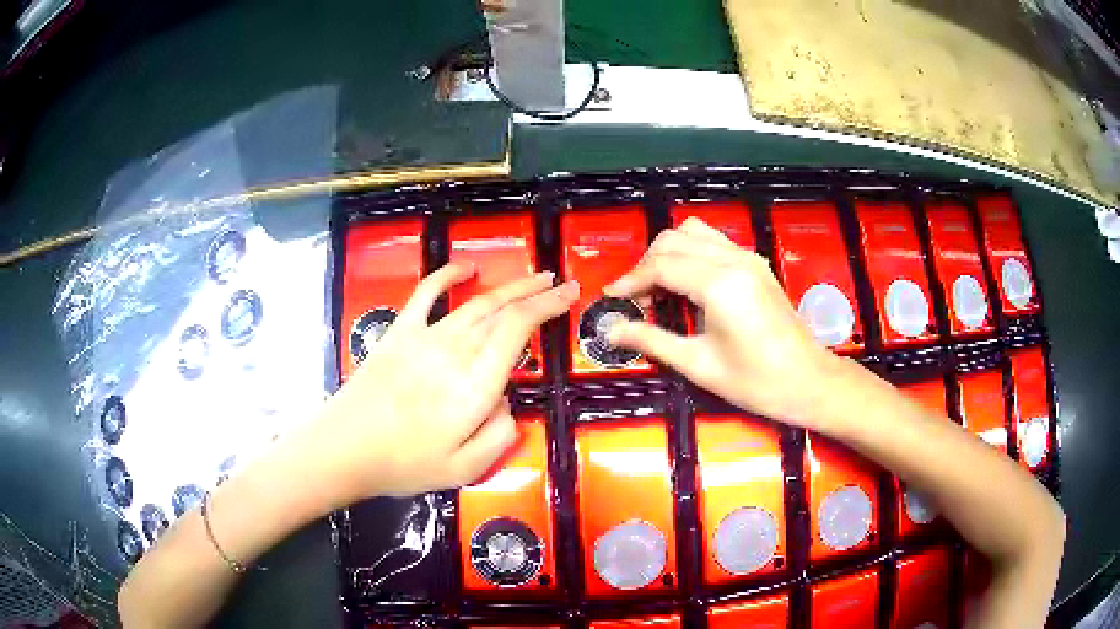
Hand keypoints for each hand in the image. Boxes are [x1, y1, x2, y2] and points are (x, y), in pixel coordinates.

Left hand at [310, 264, 578, 500]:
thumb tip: (506, 403)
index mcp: (475, 385)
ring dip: (508, 286)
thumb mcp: (464, 470)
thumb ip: (498, 436)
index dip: (547, 307)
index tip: (569, 295)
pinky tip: (466, 268)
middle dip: (536, 293)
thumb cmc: (404, 464)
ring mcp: (425, 336)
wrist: (343, 448)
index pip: (518, 329)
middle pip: (502, 309)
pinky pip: (426, 293)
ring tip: (534, 277)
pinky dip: (448, 274)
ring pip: (475, 301)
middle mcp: (455, 351)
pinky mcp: (400, 332)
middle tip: (561, 283)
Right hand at [604, 217, 840, 427]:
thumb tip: (611, 331)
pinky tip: (687, 284)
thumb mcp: (699, 365)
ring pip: (694, 233)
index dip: (631, 280)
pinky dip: (690, 253)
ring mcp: (747, 257)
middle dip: (647, 264)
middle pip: (674, 240)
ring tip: (659, 288)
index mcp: (719, 284)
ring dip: (668, 253)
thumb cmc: (756, 381)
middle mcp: (732, 259)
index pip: (661, 266)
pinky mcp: (756, 264)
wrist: (809, 381)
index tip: (611, 298)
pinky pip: (713, 242)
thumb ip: (652, 341)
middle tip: (636, 300)